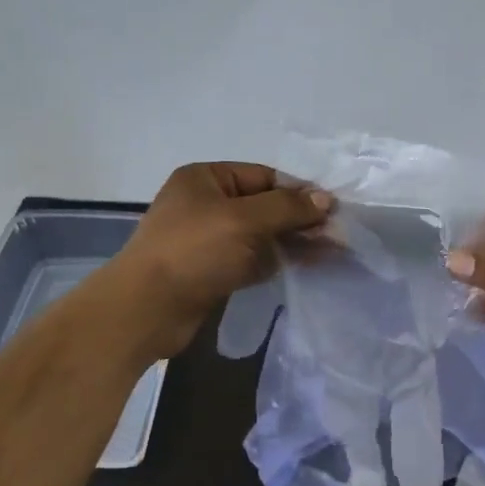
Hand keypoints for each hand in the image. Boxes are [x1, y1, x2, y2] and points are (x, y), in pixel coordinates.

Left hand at [109, 163, 332, 357]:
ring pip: (261, 235)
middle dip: (300, 218)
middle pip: (264, 205)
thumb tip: (325, 198)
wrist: (147, 309)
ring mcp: (209, 239)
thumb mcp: (244, 220)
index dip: (298, 190)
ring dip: (293, 241)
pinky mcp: (213, 270)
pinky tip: (306, 266)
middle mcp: (206, 204)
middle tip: (338, 234)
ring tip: (332, 251)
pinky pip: (252, 259)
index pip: (263, 176)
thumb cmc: (193, 251)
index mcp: (206, 179)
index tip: (333, 208)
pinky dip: (277, 261)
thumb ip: (287, 207)